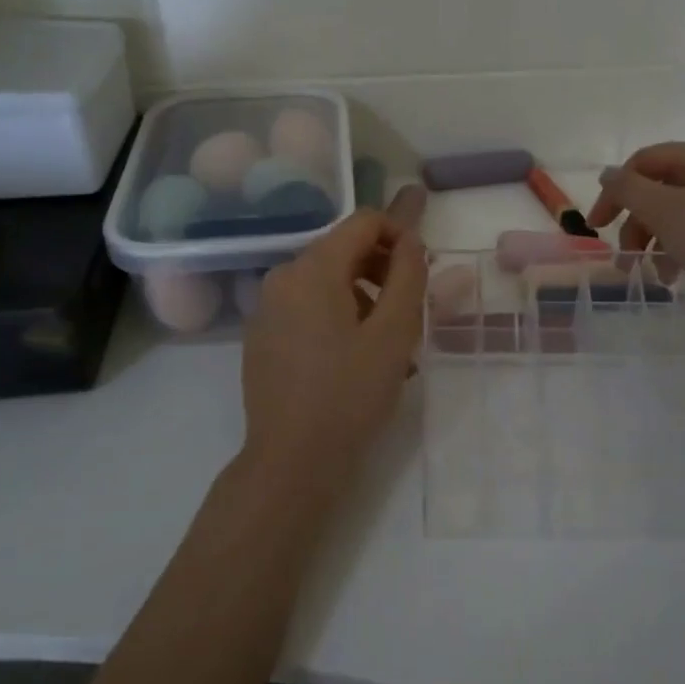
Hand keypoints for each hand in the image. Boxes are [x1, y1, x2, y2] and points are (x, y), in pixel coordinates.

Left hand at [241, 210, 427, 483]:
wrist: (291, 461)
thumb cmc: (350, 394)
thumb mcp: (394, 333)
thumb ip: (408, 276)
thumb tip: (410, 240)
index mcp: (312, 268)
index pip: (363, 222)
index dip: (400, 235)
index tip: (422, 271)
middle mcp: (283, 277)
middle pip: (343, 249)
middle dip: (383, 270)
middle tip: (411, 310)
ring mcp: (267, 308)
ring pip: (327, 281)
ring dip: (364, 297)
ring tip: (390, 344)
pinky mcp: (262, 336)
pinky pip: (308, 308)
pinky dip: (338, 317)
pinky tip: (357, 359)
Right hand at [589, 140, 684, 322]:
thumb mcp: (665, 211)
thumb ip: (628, 189)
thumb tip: (607, 173)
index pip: (642, 162)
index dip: (614, 192)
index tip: (597, 227)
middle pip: (660, 190)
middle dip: (638, 225)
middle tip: (627, 259)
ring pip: (679, 215)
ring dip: (659, 244)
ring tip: (659, 277)